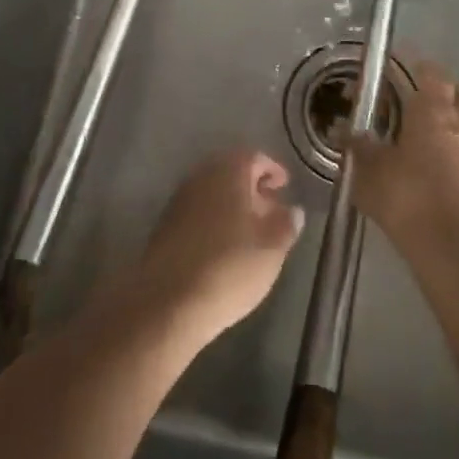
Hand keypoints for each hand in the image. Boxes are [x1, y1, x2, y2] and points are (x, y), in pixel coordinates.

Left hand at [138, 149, 303, 343]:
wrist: (168, 301)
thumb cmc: (229, 267)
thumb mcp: (271, 249)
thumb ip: (286, 224)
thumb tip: (293, 209)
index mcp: (228, 171)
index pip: (254, 157)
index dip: (273, 170)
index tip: (285, 186)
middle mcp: (201, 176)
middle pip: (230, 172)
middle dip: (252, 187)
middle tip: (270, 209)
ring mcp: (179, 199)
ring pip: (212, 191)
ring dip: (232, 204)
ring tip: (250, 231)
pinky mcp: (165, 224)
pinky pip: (197, 210)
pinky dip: (214, 218)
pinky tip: (223, 245)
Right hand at [349, 59, 458, 245]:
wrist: (447, 245)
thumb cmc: (407, 193)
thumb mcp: (369, 168)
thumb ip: (356, 145)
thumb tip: (340, 129)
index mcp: (433, 110)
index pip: (432, 73)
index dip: (417, 66)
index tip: (398, 68)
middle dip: (444, 92)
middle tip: (418, 98)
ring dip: (452, 122)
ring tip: (424, 131)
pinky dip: (452, 151)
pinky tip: (430, 163)